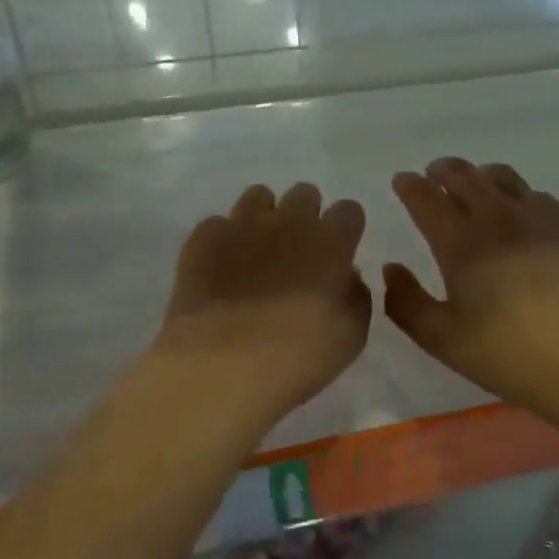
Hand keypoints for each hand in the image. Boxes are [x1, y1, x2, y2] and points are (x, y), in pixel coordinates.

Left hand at [156, 182, 370, 416]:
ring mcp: (243, 224)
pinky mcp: (203, 238)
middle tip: (298, 251)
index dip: (345, 230)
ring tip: (256, 251)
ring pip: (259, 196)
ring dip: (264, 217)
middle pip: (305, 193)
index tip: (339, 252)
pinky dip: (222, 240)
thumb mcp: (351, 335)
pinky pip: (217, 223)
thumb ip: (355, 295)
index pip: (349, 210)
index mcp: (331, 241)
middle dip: (305, 215)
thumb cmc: (299, 356)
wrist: (223, 365)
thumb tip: (344, 276)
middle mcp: (289, 221)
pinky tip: (220, 269)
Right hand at [384, 158, 558, 409]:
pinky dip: (517, 194)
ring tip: (474, 184)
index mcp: (460, 243)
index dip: (410, 185)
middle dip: (442, 170)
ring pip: (502, 176)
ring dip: (479, 174)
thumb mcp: (439, 338)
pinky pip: (536, 194)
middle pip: (464, 175)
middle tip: (433, 175)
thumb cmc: (502, 352)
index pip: (427, 198)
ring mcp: (535, 217)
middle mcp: (496, 218)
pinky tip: (518, 211)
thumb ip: (405, 301)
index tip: (402, 180)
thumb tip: (392, 268)